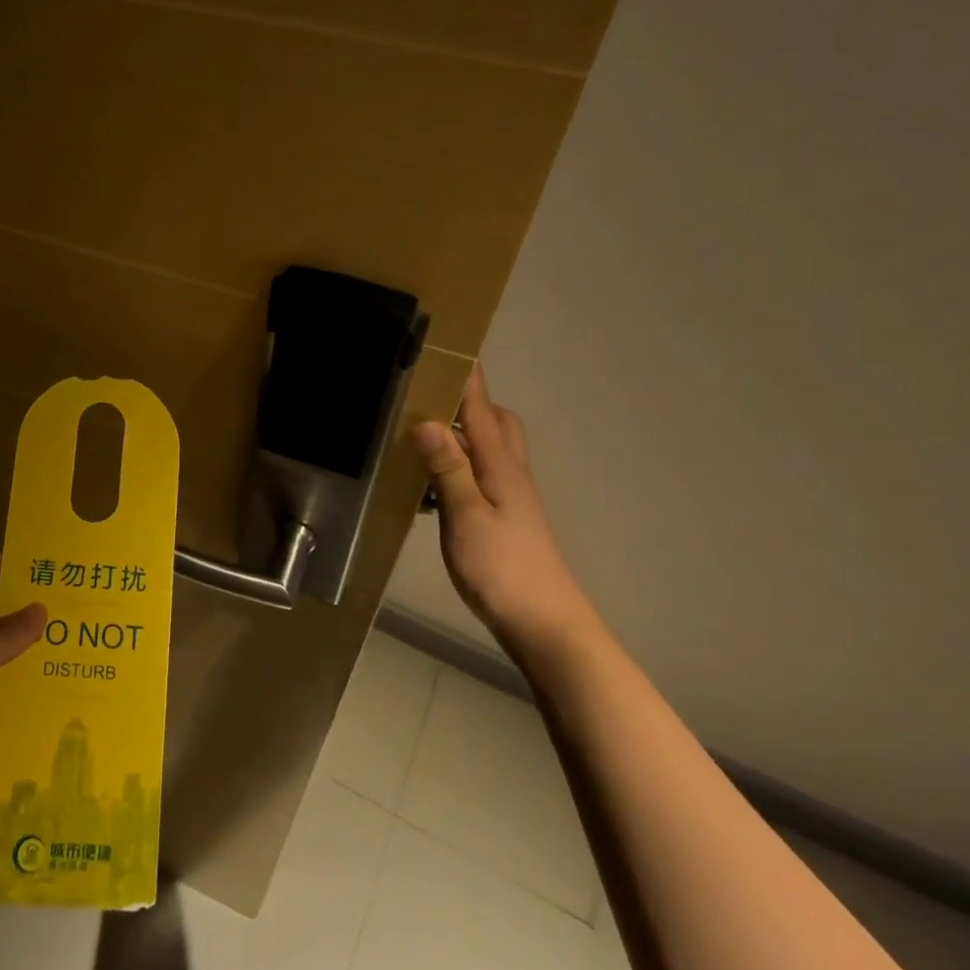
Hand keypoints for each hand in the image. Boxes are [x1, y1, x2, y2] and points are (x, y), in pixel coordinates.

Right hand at [410, 364, 596, 653]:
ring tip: (423, 434)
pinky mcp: (505, 519)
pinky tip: (433, 486)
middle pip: (496, 422)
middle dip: (469, 401)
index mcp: (501, 466)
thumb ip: (448, 468)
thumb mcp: (467, 516)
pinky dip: (460, 466)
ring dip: (463, 433)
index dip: (467, 378)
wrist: (546, 624)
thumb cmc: (504, 568)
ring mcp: (511, 497)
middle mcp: (510, 473)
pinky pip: (482, 475)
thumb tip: (426, 419)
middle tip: (432, 394)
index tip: (452, 345)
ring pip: (490, 449)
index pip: (481, 409)